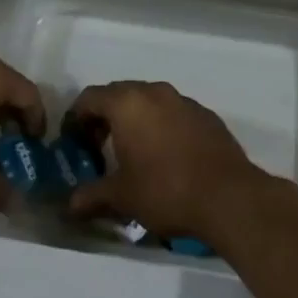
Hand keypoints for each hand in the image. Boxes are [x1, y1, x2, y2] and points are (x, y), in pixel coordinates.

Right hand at [64, 81, 273, 242]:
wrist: (229, 197)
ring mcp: (183, 101)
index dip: (76, 118)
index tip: (73, 142)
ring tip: (132, 152)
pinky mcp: (205, 115)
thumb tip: (69, 206)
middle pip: (119, 94)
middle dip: (104, 117)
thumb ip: (91, 196)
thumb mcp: (122, 197)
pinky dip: (161, 126)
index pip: (90, 98)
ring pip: (148, 101)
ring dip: (135, 119)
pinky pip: (173, 113)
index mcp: (127, 103)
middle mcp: (154, 92)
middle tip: (98, 147)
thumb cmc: (166, 190)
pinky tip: (165, 155)